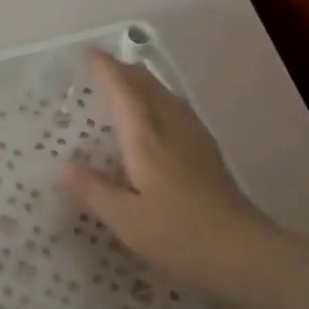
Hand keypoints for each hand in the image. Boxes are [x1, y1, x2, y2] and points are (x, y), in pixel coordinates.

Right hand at [60, 49, 296, 307]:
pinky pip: (180, 114)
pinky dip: (162, 103)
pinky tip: (163, 118)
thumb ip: (94, 190)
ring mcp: (197, 143)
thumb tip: (64, 165)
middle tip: (105, 65)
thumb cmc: (179, 236)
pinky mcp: (210, 158)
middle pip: (151, 89)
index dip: (107, 72)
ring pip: (170, 99)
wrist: (244, 254)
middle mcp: (174, 132)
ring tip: (130, 83)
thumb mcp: (125, 220)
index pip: (125, 95)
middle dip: (128, 72)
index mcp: (148, 142)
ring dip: (147, 85)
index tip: (90, 54)